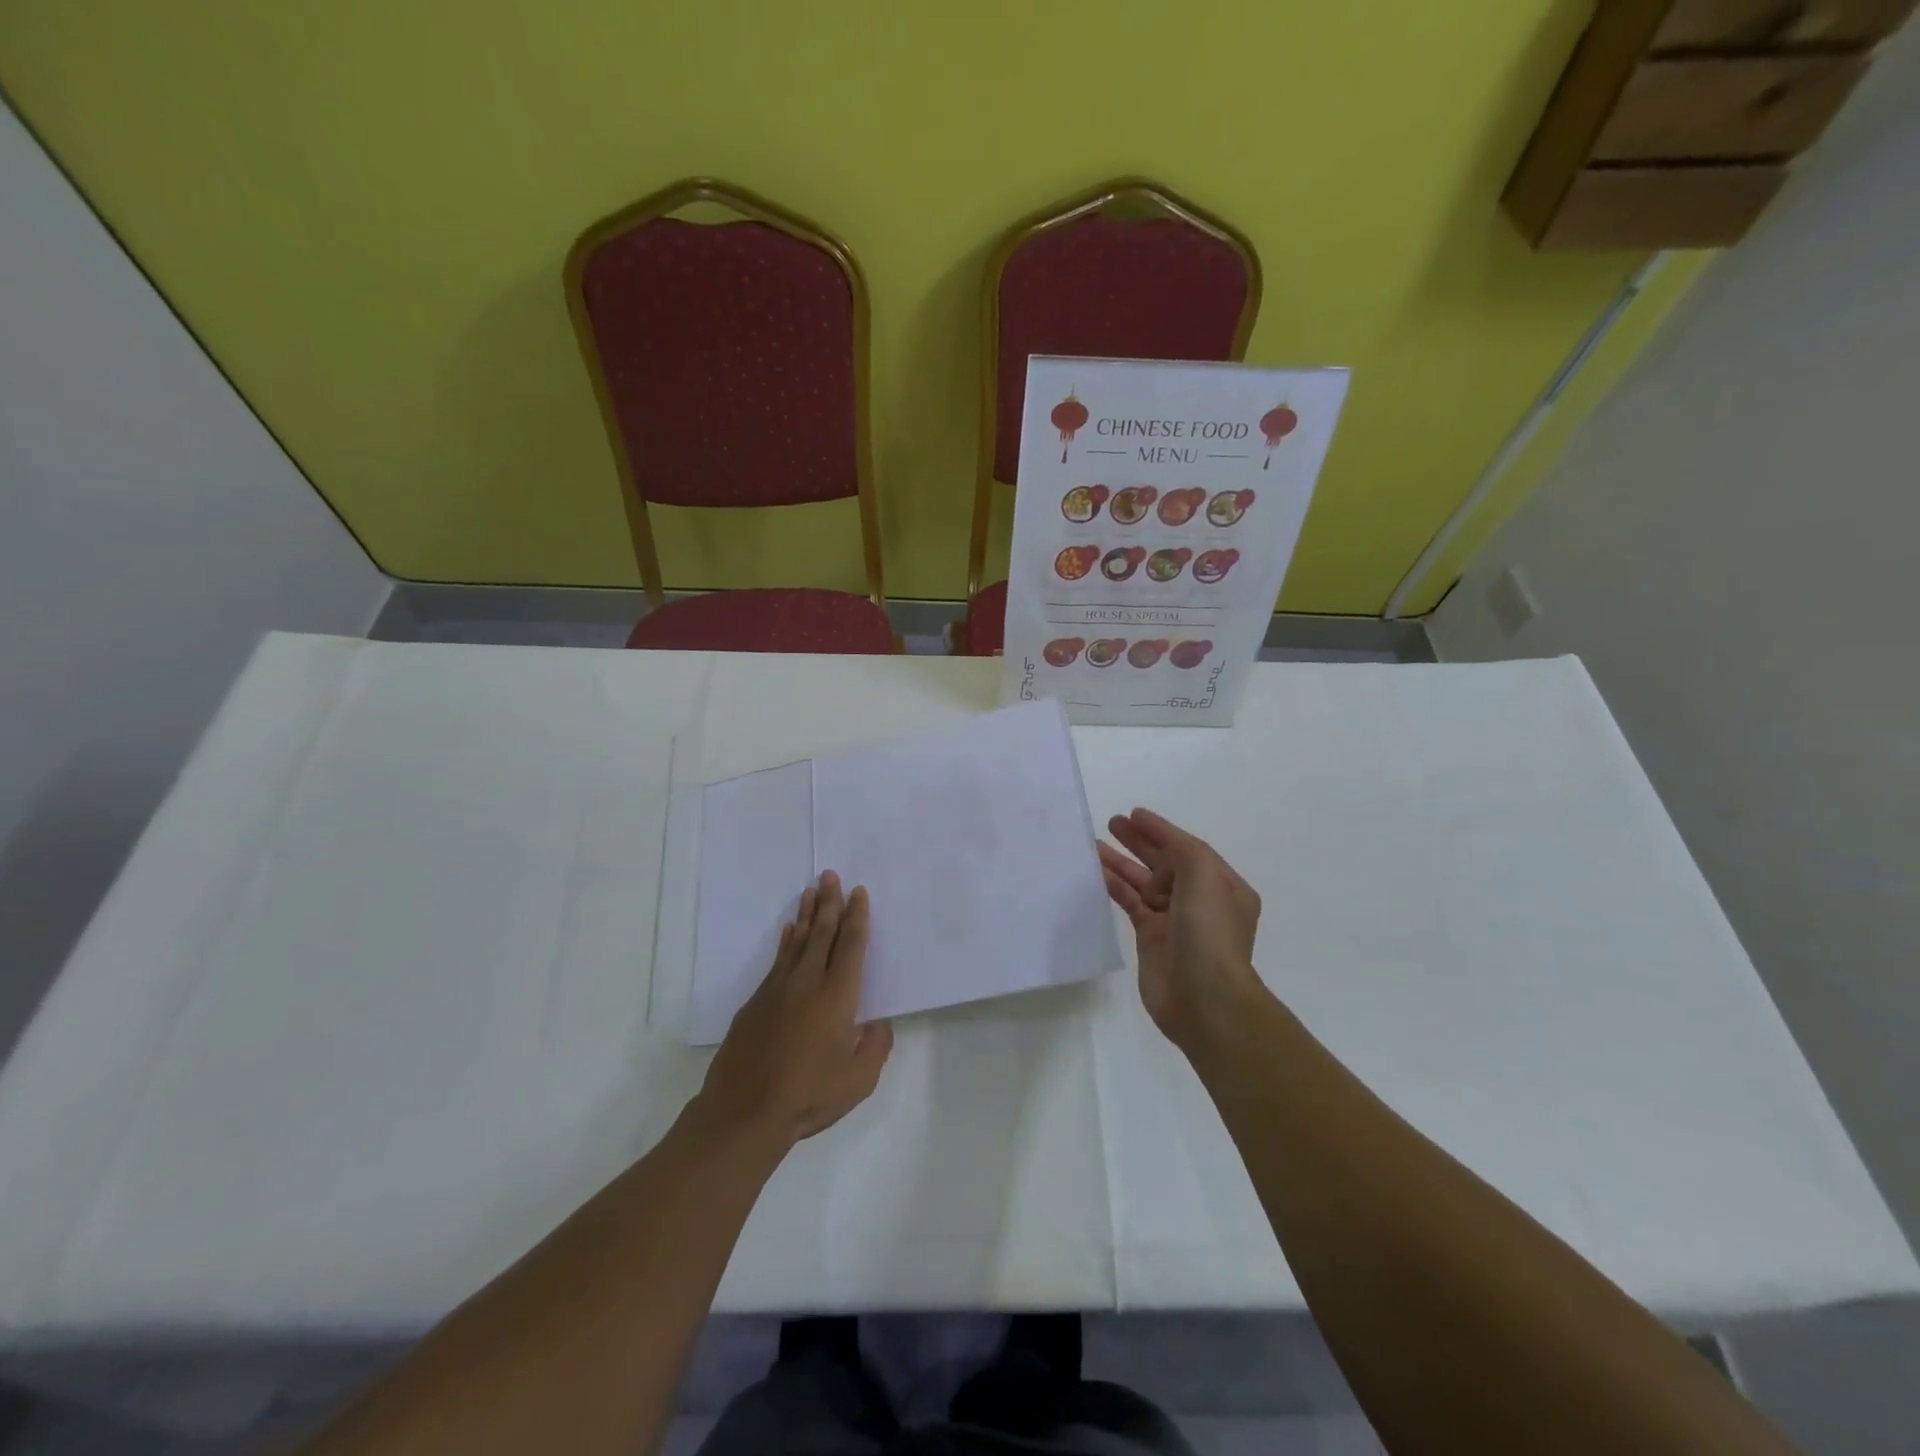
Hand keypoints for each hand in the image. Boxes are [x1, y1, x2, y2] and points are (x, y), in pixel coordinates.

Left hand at [697, 872, 893, 1148]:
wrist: (744, 1111)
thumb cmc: (809, 1095)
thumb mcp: (859, 1079)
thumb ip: (875, 1046)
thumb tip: (878, 1023)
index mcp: (838, 995)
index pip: (851, 945)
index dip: (857, 917)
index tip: (858, 892)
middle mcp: (808, 982)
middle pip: (822, 932)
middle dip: (829, 902)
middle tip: (830, 875)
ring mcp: (778, 989)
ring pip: (797, 941)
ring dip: (806, 914)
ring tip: (810, 891)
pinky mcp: (756, 1002)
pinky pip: (777, 960)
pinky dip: (786, 941)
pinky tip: (787, 932)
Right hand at [1099, 808, 1266, 1046]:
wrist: (1203, 996)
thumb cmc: (1209, 929)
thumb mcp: (1203, 874)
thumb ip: (1180, 851)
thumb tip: (1157, 863)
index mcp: (1223, 885)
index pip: (1188, 847)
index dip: (1161, 829)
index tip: (1134, 813)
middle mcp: (1201, 900)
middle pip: (1165, 862)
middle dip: (1141, 841)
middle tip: (1113, 823)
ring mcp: (1175, 920)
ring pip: (1144, 882)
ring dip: (1122, 862)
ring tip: (1096, 844)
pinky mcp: (1151, 938)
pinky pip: (1131, 903)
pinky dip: (1116, 886)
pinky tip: (1098, 872)